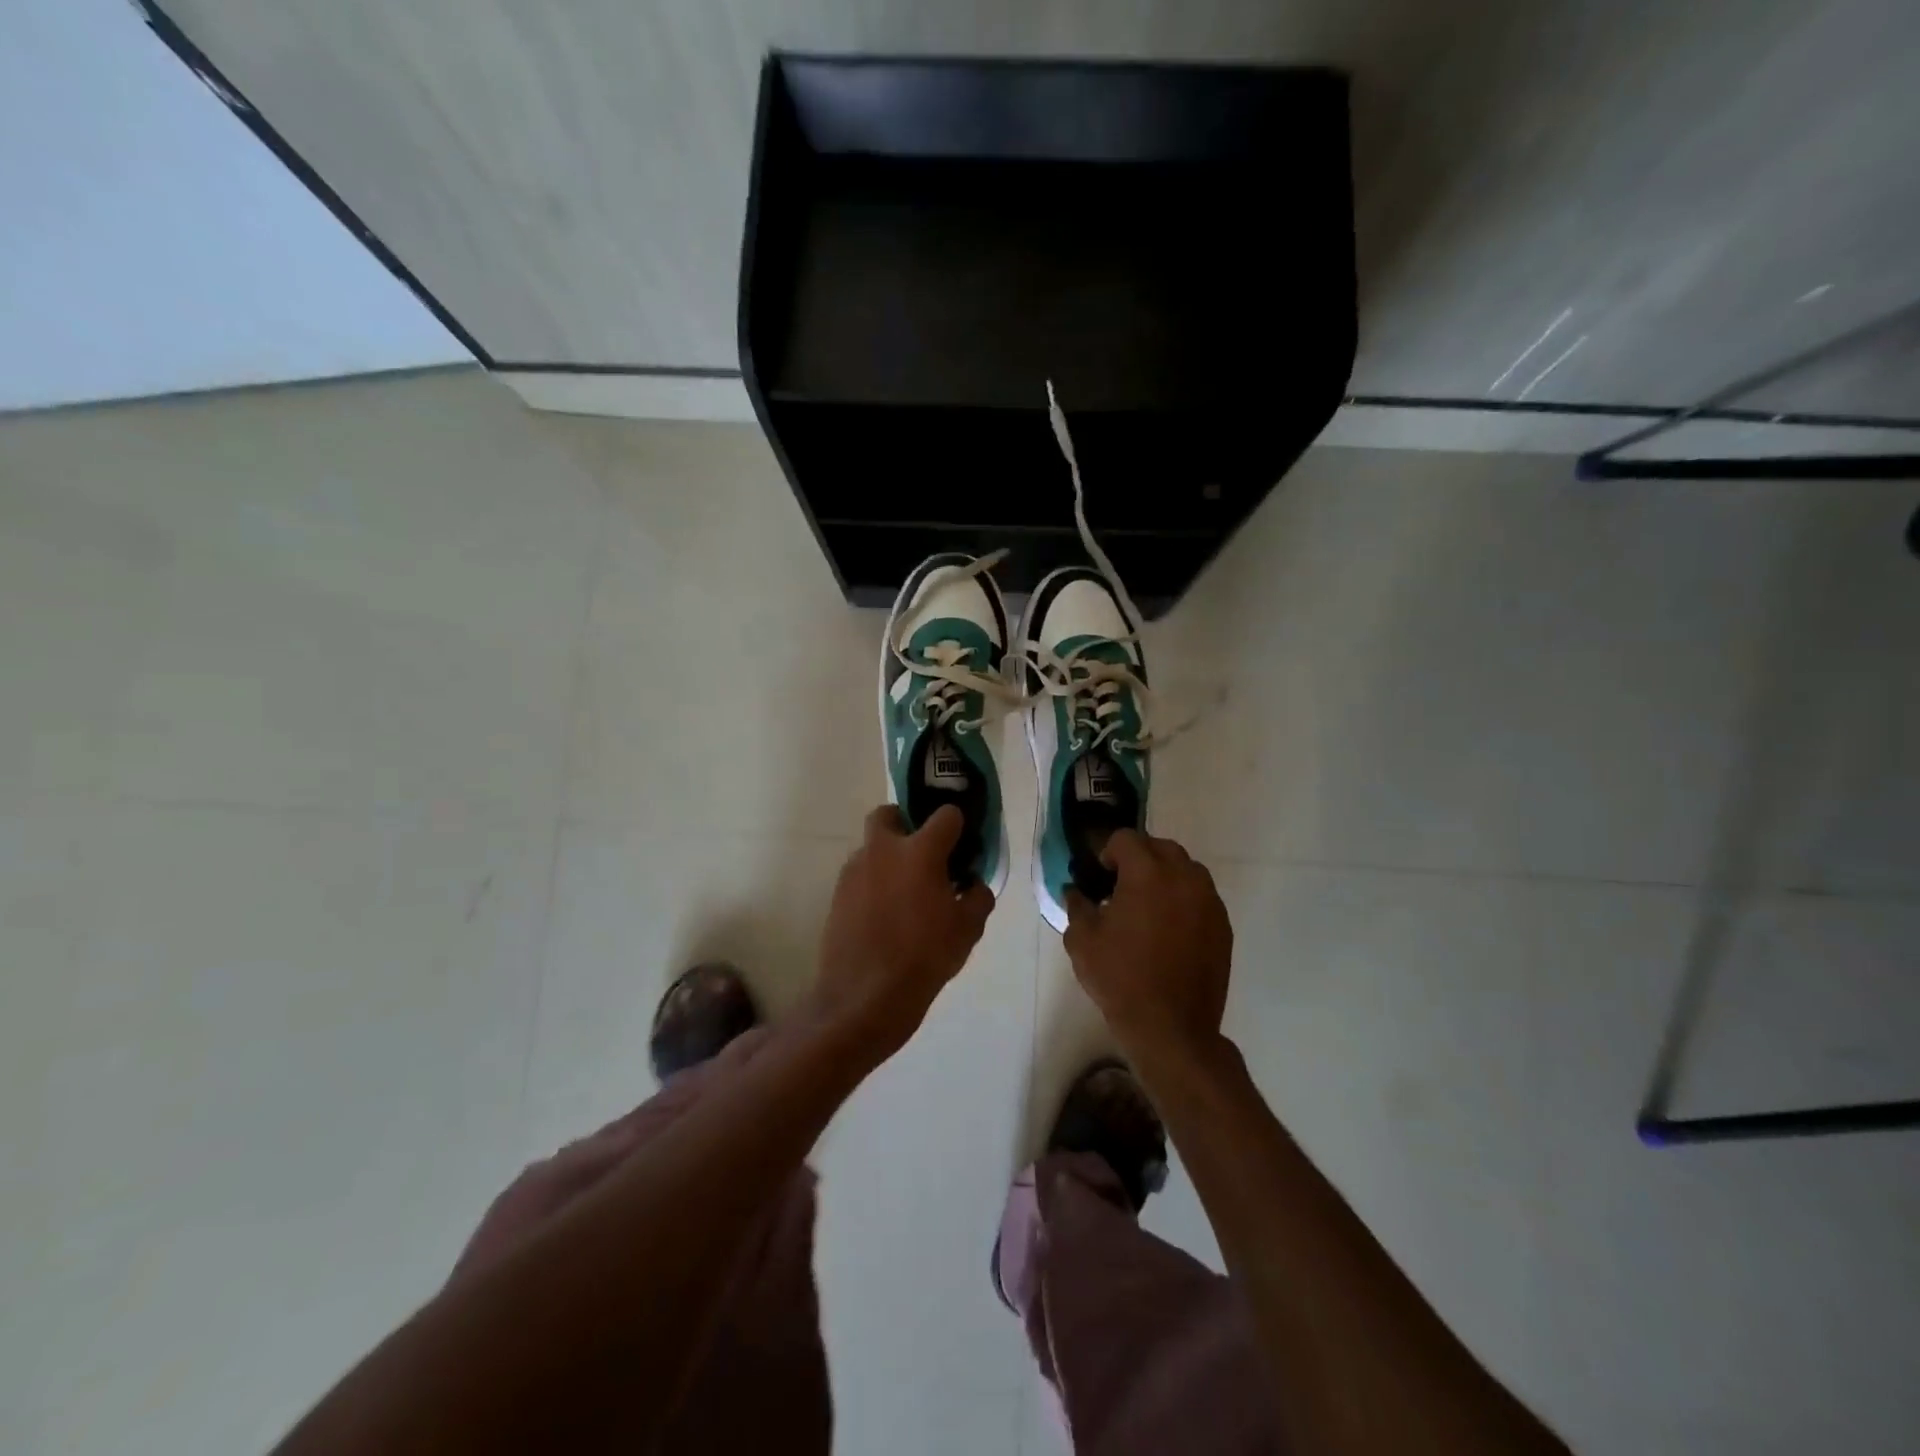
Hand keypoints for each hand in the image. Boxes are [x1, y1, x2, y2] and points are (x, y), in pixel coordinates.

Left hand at [814, 805, 993, 1060]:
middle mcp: (883, 850)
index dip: (958, 826)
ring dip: (888, 859)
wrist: (865, 997)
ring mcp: (854, 871)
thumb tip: (972, 883)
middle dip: (905, 824)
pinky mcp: (837, 895)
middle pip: (889, 814)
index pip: (946, 815)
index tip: (963, 846)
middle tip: (923, 854)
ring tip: (905, 895)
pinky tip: (885, 916)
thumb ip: (977, 896)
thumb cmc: (925, 957)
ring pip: (872, 848)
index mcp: (920, 851)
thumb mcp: (968, 929)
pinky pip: (860, 876)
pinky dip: (873, 884)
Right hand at [1063, 830, 1232, 1065]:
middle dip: (1138, 858)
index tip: (1099, 877)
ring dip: (1164, 876)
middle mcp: (1184, 877)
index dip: (1108, 852)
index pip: (1126, 838)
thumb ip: (1077, 905)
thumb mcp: (1082, 940)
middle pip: (1160, 847)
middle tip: (1121, 888)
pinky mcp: (1222, 925)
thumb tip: (1075, 890)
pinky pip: (1201, 896)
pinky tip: (1168, 930)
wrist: (1171, 1027)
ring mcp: (1209, 901)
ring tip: (1147, 907)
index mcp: (1148, 873)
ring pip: (1186, 869)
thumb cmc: (1120, 978)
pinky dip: (1183, 900)